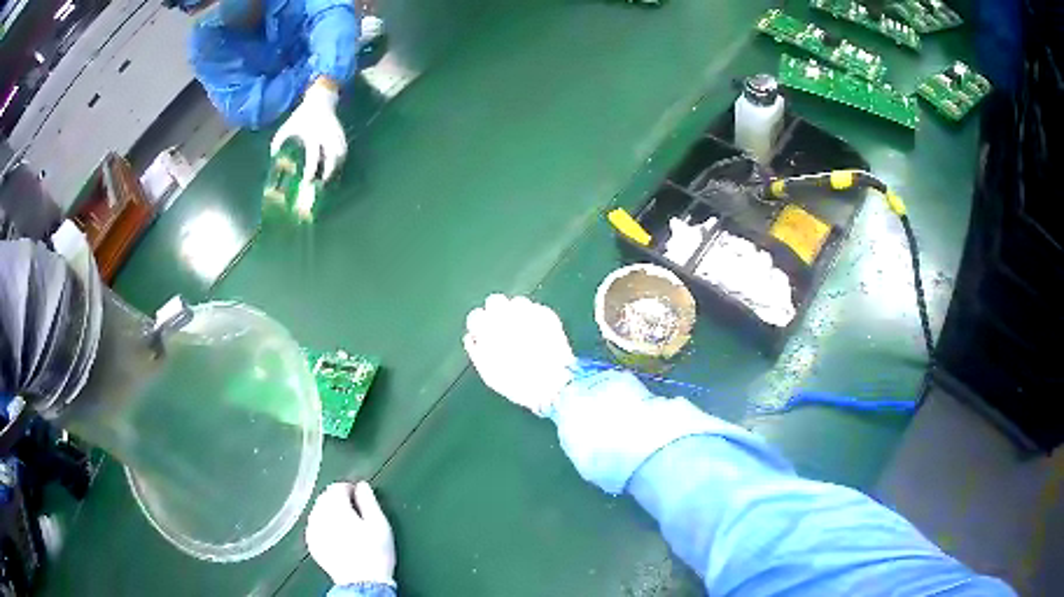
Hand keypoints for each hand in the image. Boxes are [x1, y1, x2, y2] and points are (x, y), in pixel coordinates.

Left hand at [271, 79, 345, 183]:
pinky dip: (340, 158)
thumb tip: (273, 155)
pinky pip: (344, 149)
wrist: (320, 99)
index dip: (310, 172)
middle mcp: (327, 136)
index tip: (307, 182)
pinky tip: (334, 164)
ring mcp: (336, 134)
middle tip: (321, 183)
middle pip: (333, 159)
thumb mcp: (289, 125)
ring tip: (328, 174)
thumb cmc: (302, 114)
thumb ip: (279, 140)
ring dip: (336, 166)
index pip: (313, 157)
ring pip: (341, 155)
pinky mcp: (341, 133)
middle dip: (328, 173)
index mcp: (313, 136)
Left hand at [306, 481, 395, 586]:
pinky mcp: (312, 543)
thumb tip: (362, 486)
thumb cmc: (375, 553)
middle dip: (338, 499)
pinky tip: (336, 534)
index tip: (361, 498)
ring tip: (347, 524)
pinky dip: (324, 524)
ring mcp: (313, 530)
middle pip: (325, 497)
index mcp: (336, 508)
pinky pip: (315, 525)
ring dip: (330, 511)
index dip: (351, 489)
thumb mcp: (379, 525)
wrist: (362, 582)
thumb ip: (369, 501)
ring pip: (318, 510)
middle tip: (356, 511)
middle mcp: (320, 515)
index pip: (338, 487)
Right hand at [463, 294, 576, 416]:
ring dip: (517, 313)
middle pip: (495, 301)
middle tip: (502, 328)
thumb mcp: (489, 374)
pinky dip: (535, 317)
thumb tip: (472, 338)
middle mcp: (507, 315)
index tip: (483, 332)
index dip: (479, 325)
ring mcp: (529, 312)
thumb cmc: (517, 383)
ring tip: (522, 330)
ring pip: (517, 302)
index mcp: (488, 329)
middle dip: (496, 312)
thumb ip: (476, 352)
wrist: (553, 383)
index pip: (476, 316)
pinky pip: (537, 309)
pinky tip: (538, 332)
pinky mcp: (548, 315)